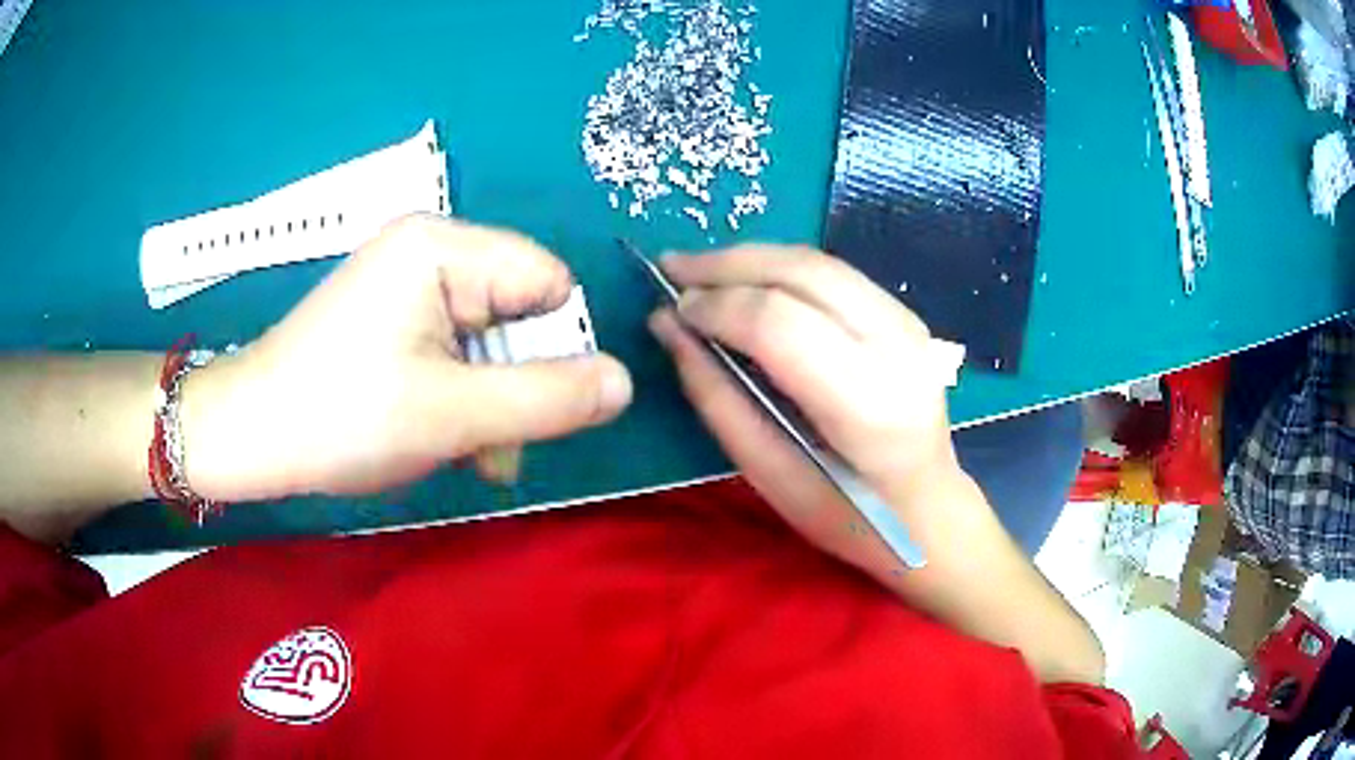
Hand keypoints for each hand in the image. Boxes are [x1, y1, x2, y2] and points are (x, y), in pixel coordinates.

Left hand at [182, 215, 632, 500]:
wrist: (250, 435)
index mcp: (443, 247)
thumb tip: (625, 383)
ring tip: (465, 455)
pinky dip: (461, 396)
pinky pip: (455, 349)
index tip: (529, 410)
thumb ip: (548, 398)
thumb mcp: (452, 415)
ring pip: (490, 340)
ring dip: (490, 402)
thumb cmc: (342, 417)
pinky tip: (441, 436)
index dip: (556, 348)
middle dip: (516, 385)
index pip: (549, 281)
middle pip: (519, 311)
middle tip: (491, 449)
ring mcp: (407, 282)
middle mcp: (429, 250)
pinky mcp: (392, 315)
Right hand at [648, 245, 964, 565]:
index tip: (671, 310)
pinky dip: (781, 268)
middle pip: (801, 273)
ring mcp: (907, 323)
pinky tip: (749, 281)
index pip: (780, 323)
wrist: (927, 509)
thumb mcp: (768, 473)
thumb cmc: (846, 515)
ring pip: (817, 261)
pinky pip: (832, 273)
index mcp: (867, 403)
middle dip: (729, 264)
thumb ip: (716, 396)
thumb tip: (669, 327)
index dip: (718, 306)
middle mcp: (896, 346)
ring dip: (752, 258)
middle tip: (674, 268)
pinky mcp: (905, 314)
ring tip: (701, 271)